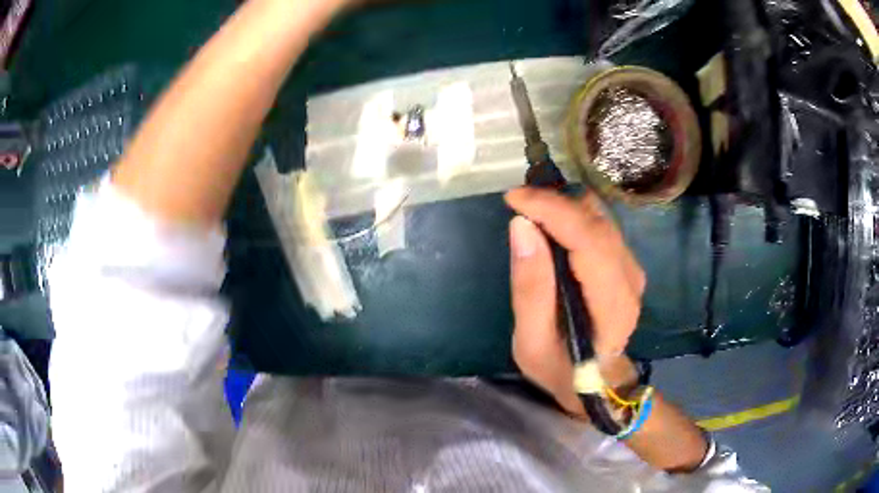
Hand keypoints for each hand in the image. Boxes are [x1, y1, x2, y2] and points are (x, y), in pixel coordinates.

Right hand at [505, 188, 645, 416]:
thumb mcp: (532, 342)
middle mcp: (630, 278)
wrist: (598, 383)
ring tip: (530, 210)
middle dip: (554, 202)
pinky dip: (572, 215)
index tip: (514, 199)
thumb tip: (521, 226)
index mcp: (612, 304)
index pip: (589, 239)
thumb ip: (530, 288)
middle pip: (596, 221)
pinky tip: (550, 223)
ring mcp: (632, 268)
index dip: (552, 210)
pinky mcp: (625, 262)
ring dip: (563, 205)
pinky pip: (600, 225)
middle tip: (517, 203)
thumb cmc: (562, 369)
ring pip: (600, 217)